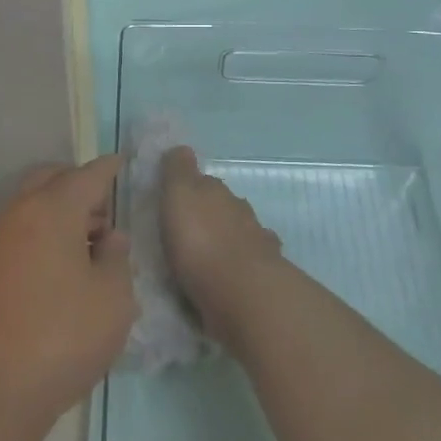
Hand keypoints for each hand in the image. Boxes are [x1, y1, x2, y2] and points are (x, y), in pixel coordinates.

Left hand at [0, 154, 136, 429]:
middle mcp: (20, 213)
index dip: (109, 168)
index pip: (88, 175)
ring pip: (34, 206)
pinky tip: (65, 269)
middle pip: (52, 181)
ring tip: (92, 245)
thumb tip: (110, 239)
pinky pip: (22, 233)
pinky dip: (44, 235)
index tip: (123, 162)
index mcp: (53, 208)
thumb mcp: (112, 300)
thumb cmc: (61, 337)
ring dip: (61, 212)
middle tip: (107, 211)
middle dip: (80, 186)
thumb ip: (118, 259)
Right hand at [160, 147, 284, 350]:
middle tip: (190, 228)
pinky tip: (231, 275)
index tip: (177, 197)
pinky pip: (249, 262)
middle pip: (223, 205)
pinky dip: (240, 265)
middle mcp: (239, 210)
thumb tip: (181, 148)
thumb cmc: (201, 241)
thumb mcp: (179, 196)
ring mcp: (256, 242)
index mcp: (216, 191)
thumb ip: (178, 171)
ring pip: (240, 232)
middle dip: (210, 212)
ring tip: (208, 254)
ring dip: (227, 238)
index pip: (203, 180)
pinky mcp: (264, 275)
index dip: (191, 186)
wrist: (243, 293)